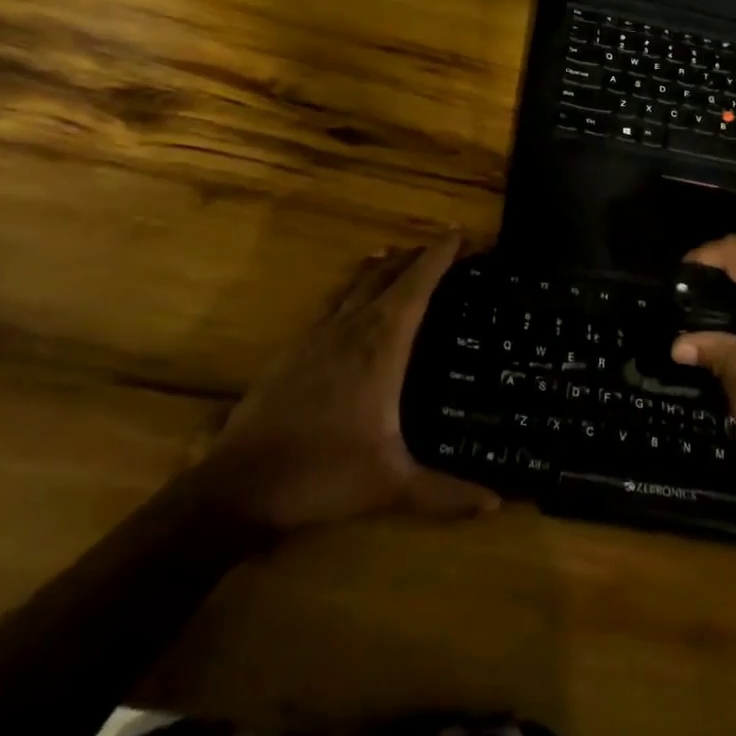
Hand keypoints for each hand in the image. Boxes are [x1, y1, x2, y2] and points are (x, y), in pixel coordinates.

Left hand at [196, 233, 499, 532]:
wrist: (240, 484)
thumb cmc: (323, 474)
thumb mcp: (391, 486)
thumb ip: (445, 493)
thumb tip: (495, 502)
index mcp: (381, 346)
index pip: (417, 285)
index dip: (439, 255)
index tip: (460, 233)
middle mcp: (352, 328)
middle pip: (388, 275)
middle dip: (417, 255)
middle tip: (441, 246)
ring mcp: (318, 335)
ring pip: (357, 285)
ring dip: (383, 267)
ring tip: (400, 257)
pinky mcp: (295, 349)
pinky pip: (335, 304)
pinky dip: (355, 291)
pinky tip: (354, 306)